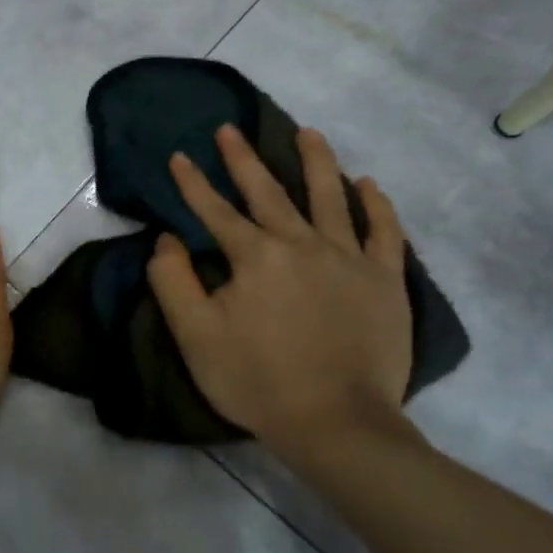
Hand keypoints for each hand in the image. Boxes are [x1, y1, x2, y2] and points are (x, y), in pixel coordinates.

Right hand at [147, 124, 413, 466]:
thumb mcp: (195, 336)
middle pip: (269, 192)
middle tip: (229, 129)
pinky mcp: (384, 280)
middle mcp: (302, 243)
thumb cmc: (257, 381)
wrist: (336, 423)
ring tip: (308, 132)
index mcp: (255, 256)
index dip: (192, 183)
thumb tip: (167, 240)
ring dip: (316, 161)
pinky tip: (368, 184)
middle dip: (244, 159)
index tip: (178, 156)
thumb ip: (173, 282)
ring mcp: (349, 258)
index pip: (216, 211)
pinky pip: (384, 231)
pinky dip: (376, 205)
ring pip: (330, 197)